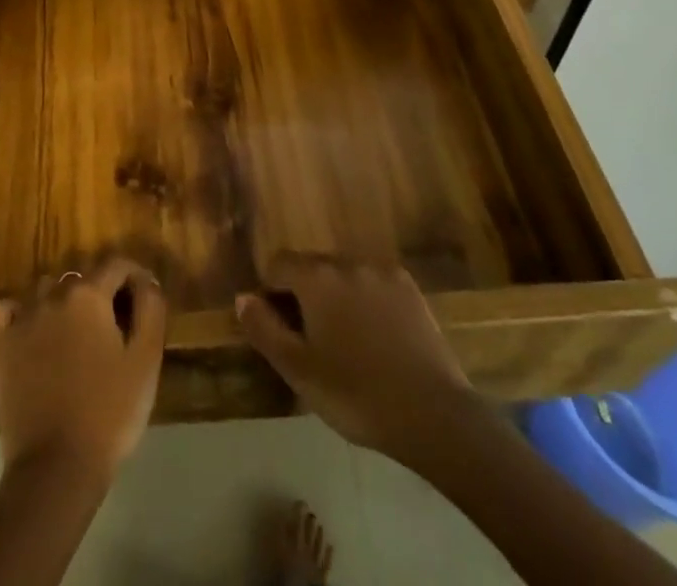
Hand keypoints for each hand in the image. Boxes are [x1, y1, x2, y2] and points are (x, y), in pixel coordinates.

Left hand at [0, 258, 166, 480]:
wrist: (56, 469)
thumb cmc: (109, 413)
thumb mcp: (146, 360)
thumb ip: (151, 308)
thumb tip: (146, 280)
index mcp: (89, 295)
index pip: (116, 266)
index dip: (134, 277)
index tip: (143, 300)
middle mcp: (52, 295)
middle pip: (82, 279)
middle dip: (101, 294)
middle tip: (114, 330)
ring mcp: (21, 319)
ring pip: (46, 291)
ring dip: (63, 303)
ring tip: (76, 337)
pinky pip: (4, 311)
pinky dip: (16, 313)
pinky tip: (29, 331)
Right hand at [235, 255, 478, 459]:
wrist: (433, 413)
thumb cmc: (356, 394)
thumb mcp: (299, 370)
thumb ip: (264, 329)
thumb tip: (243, 297)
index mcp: (317, 277)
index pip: (278, 264)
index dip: (271, 292)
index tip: (279, 328)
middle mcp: (347, 262)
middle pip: (312, 267)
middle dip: (304, 294)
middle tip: (311, 340)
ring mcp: (382, 272)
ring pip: (344, 275)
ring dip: (336, 297)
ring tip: (346, 342)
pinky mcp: (410, 289)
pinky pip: (374, 284)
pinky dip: (366, 301)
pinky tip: (376, 339)